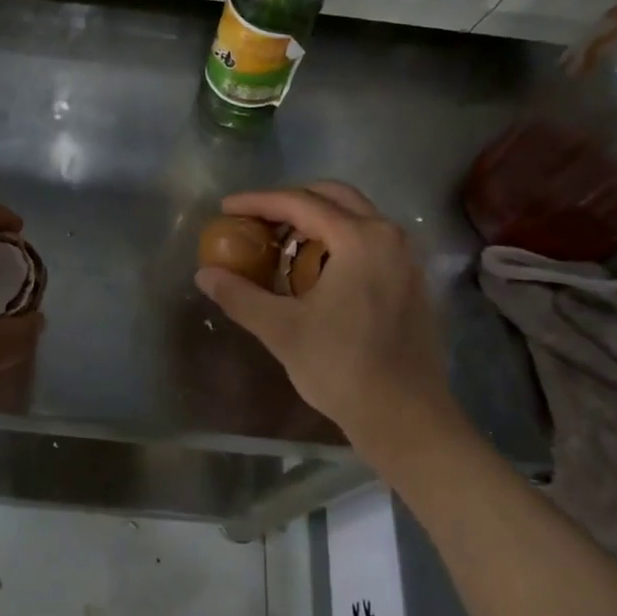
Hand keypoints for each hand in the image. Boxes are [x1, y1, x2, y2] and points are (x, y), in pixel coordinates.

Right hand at [193, 182, 459, 459]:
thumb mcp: (281, 329)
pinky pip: (370, 243)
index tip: (226, 207)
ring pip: (356, 219)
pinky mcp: (411, 283)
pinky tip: (315, 272)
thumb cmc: (341, 366)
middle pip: (334, 198)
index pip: (300, 203)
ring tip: (281, 245)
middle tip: (257, 220)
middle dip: (291, 202)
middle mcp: (389, 237)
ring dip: (317, 221)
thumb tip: (205, 274)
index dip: (258, 202)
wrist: (405, 417)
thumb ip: (240, 295)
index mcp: (360, 238)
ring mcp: (406, 259)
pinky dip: (338, 242)